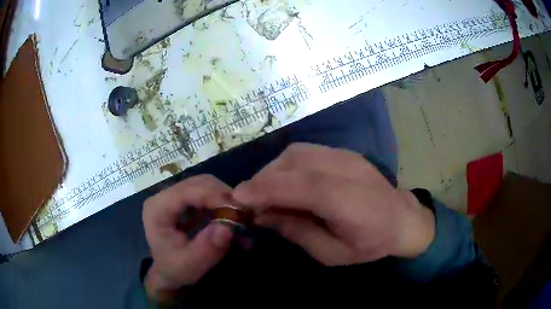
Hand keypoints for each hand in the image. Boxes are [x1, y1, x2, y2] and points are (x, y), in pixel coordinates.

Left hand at [143, 175, 233, 300]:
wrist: (165, 273)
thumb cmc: (174, 269)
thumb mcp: (189, 265)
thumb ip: (206, 248)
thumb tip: (227, 226)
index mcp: (158, 208)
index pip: (187, 191)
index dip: (213, 196)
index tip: (238, 209)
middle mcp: (164, 196)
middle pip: (198, 183)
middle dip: (223, 195)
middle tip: (243, 213)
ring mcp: (174, 197)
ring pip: (204, 185)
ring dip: (224, 198)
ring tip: (238, 216)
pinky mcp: (183, 202)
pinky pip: (206, 194)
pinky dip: (221, 203)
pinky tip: (229, 217)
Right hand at [233, 143, 434, 265]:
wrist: (403, 220)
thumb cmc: (371, 244)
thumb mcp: (332, 253)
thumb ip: (297, 232)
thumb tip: (262, 216)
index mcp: (351, 202)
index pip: (305, 186)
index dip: (268, 188)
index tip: (238, 197)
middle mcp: (349, 170)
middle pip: (296, 162)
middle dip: (264, 179)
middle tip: (249, 200)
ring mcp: (347, 156)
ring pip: (298, 153)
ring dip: (273, 170)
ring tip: (265, 192)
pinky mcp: (345, 152)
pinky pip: (307, 153)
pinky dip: (287, 166)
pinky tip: (285, 183)